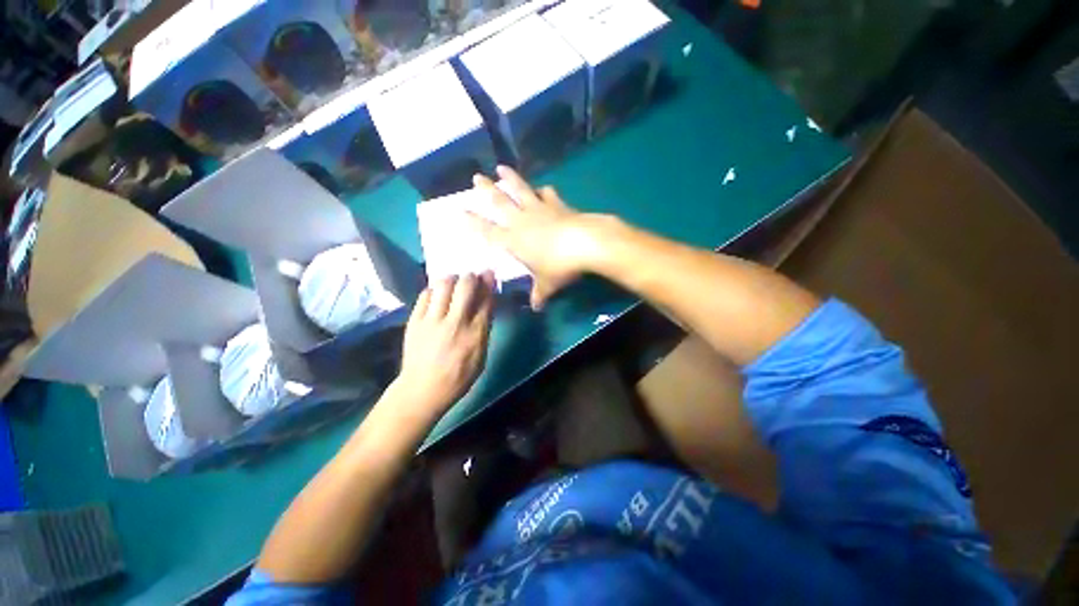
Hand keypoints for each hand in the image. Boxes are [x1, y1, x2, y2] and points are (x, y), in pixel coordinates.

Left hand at [394, 273, 494, 415]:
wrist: (423, 388)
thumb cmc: (457, 379)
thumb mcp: (480, 359)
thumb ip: (483, 331)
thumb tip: (486, 306)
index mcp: (475, 335)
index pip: (486, 300)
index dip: (489, 283)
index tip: (489, 275)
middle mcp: (455, 323)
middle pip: (466, 285)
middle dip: (471, 277)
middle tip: (470, 279)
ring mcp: (432, 320)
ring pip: (444, 284)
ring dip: (452, 280)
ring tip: (452, 284)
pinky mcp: (415, 319)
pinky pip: (425, 294)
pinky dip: (434, 291)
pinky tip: (436, 296)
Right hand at [471, 166, 610, 309]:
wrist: (586, 243)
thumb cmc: (560, 266)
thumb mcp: (547, 284)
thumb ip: (539, 293)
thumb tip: (536, 306)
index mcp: (512, 240)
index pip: (486, 230)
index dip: (472, 221)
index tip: (459, 210)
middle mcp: (521, 221)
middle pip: (500, 202)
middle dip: (486, 189)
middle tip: (476, 177)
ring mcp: (540, 209)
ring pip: (521, 190)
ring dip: (511, 178)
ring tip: (501, 167)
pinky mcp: (558, 205)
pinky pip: (548, 195)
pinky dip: (544, 191)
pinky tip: (544, 187)